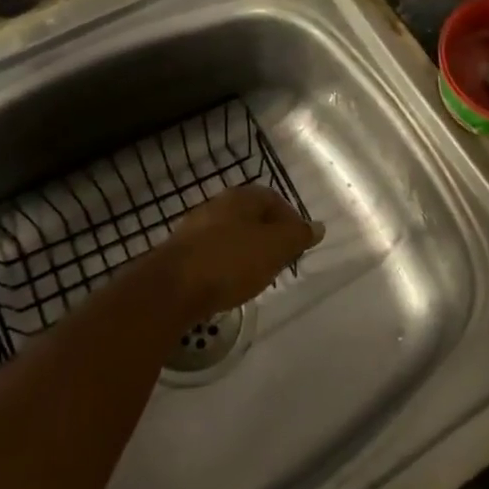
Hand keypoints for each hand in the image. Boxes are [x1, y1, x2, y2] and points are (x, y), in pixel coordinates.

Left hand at [154, 186, 322, 328]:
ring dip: (246, 252)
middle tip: (280, 261)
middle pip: (251, 216)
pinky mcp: (179, 255)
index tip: (299, 244)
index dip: (290, 219)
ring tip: (257, 276)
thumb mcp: (275, 248)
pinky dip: (226, 266)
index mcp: (240, 198)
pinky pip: (212, 254)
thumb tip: (318, 226)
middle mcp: (216, 205)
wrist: (170, 290)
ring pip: (231, 235)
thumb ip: (298, 236)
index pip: (274, 199)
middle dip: (269, 237)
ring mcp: (194, 229)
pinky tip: (228, 285)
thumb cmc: (230, 261)